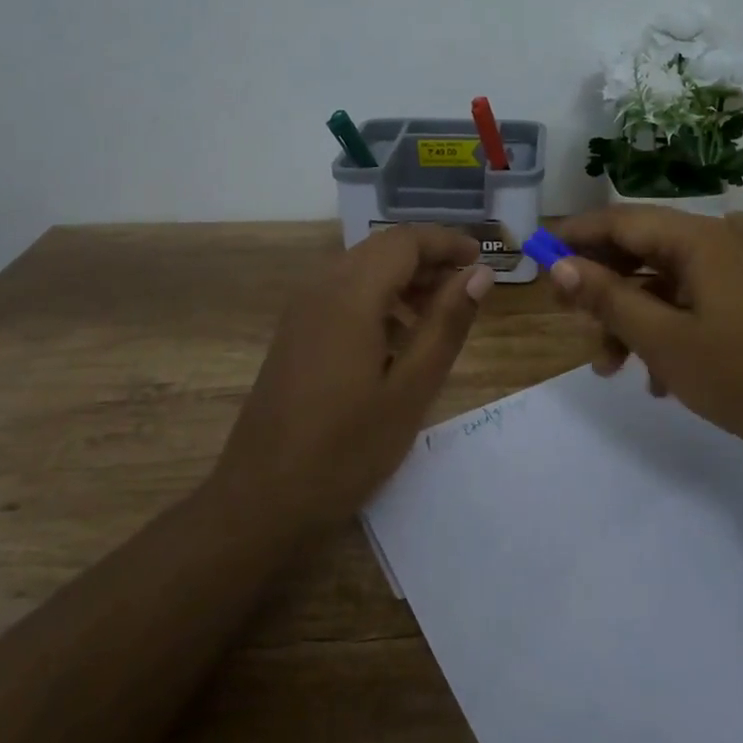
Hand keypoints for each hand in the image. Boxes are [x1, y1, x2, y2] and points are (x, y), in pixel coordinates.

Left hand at [211, 226, 494, 532]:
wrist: (261, 502)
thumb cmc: (345, 450)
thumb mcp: (411, 389)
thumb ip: (446, 324)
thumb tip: (479, 275)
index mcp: (350, 295)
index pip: (404, 241)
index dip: (446, 242)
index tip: (482, 259)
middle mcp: (321, 289)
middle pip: (381, 249)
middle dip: (427, 258)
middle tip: (467, 286)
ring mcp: (302, 312)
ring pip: (361, 269)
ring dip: (403, 278)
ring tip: (440, 313)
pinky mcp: (295, 334)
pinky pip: (342, 294)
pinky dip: (378, 298)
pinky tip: (398, 338)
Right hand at [549, 207, 742, 474]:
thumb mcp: (664, 340)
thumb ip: (608, 298)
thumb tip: (559, 267)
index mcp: (697, 240)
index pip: (620, 220)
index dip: (575, 236)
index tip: (538, 257)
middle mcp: (718, 244)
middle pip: (641, 249)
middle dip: (601, 283)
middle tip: (570, 317)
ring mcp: (739, 274)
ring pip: (665, 282)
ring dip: (631, 316)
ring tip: (610, 367)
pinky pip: (693, 303)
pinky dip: (665, 329)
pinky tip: (656, 378)